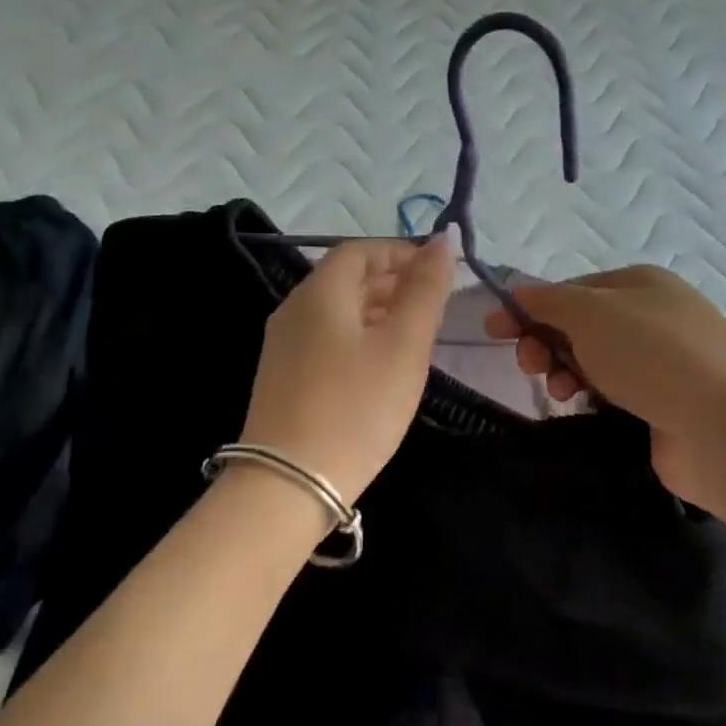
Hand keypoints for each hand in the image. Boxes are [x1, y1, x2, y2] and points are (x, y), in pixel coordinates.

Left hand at [239, 233, 454, 506]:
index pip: (360, 251)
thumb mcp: (403, 346)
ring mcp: (283, 346)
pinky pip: (326, 340)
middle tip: (435, 306)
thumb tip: (442, 241)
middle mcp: (294, 310)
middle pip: (346, 279)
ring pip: (337, 312)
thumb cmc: (356, 407)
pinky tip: (381, 366)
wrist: (289, 483)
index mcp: (319, 292)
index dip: (401, 253)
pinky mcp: (283, 379)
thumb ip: (425, 290)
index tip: (439, 271)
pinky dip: (359, 338)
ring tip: (416, 335)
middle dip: (393, 282)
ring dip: (378, 312)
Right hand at [485, 265, 725, 506]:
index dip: (530, 307)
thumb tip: (518, 295)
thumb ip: (548, 301)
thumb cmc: (654, 356)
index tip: (493, 331)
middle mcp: (652, 317)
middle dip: (546, 342)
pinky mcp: (662, 405)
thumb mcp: (591, 314)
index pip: (570, 289)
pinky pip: (610, 394)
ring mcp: (660, 363)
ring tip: (562, 391)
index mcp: (639, 284)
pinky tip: (583, 407)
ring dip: (565, 371)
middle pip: (579, 325)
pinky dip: (590, 397)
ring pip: (592, 362)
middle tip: (531, 365)